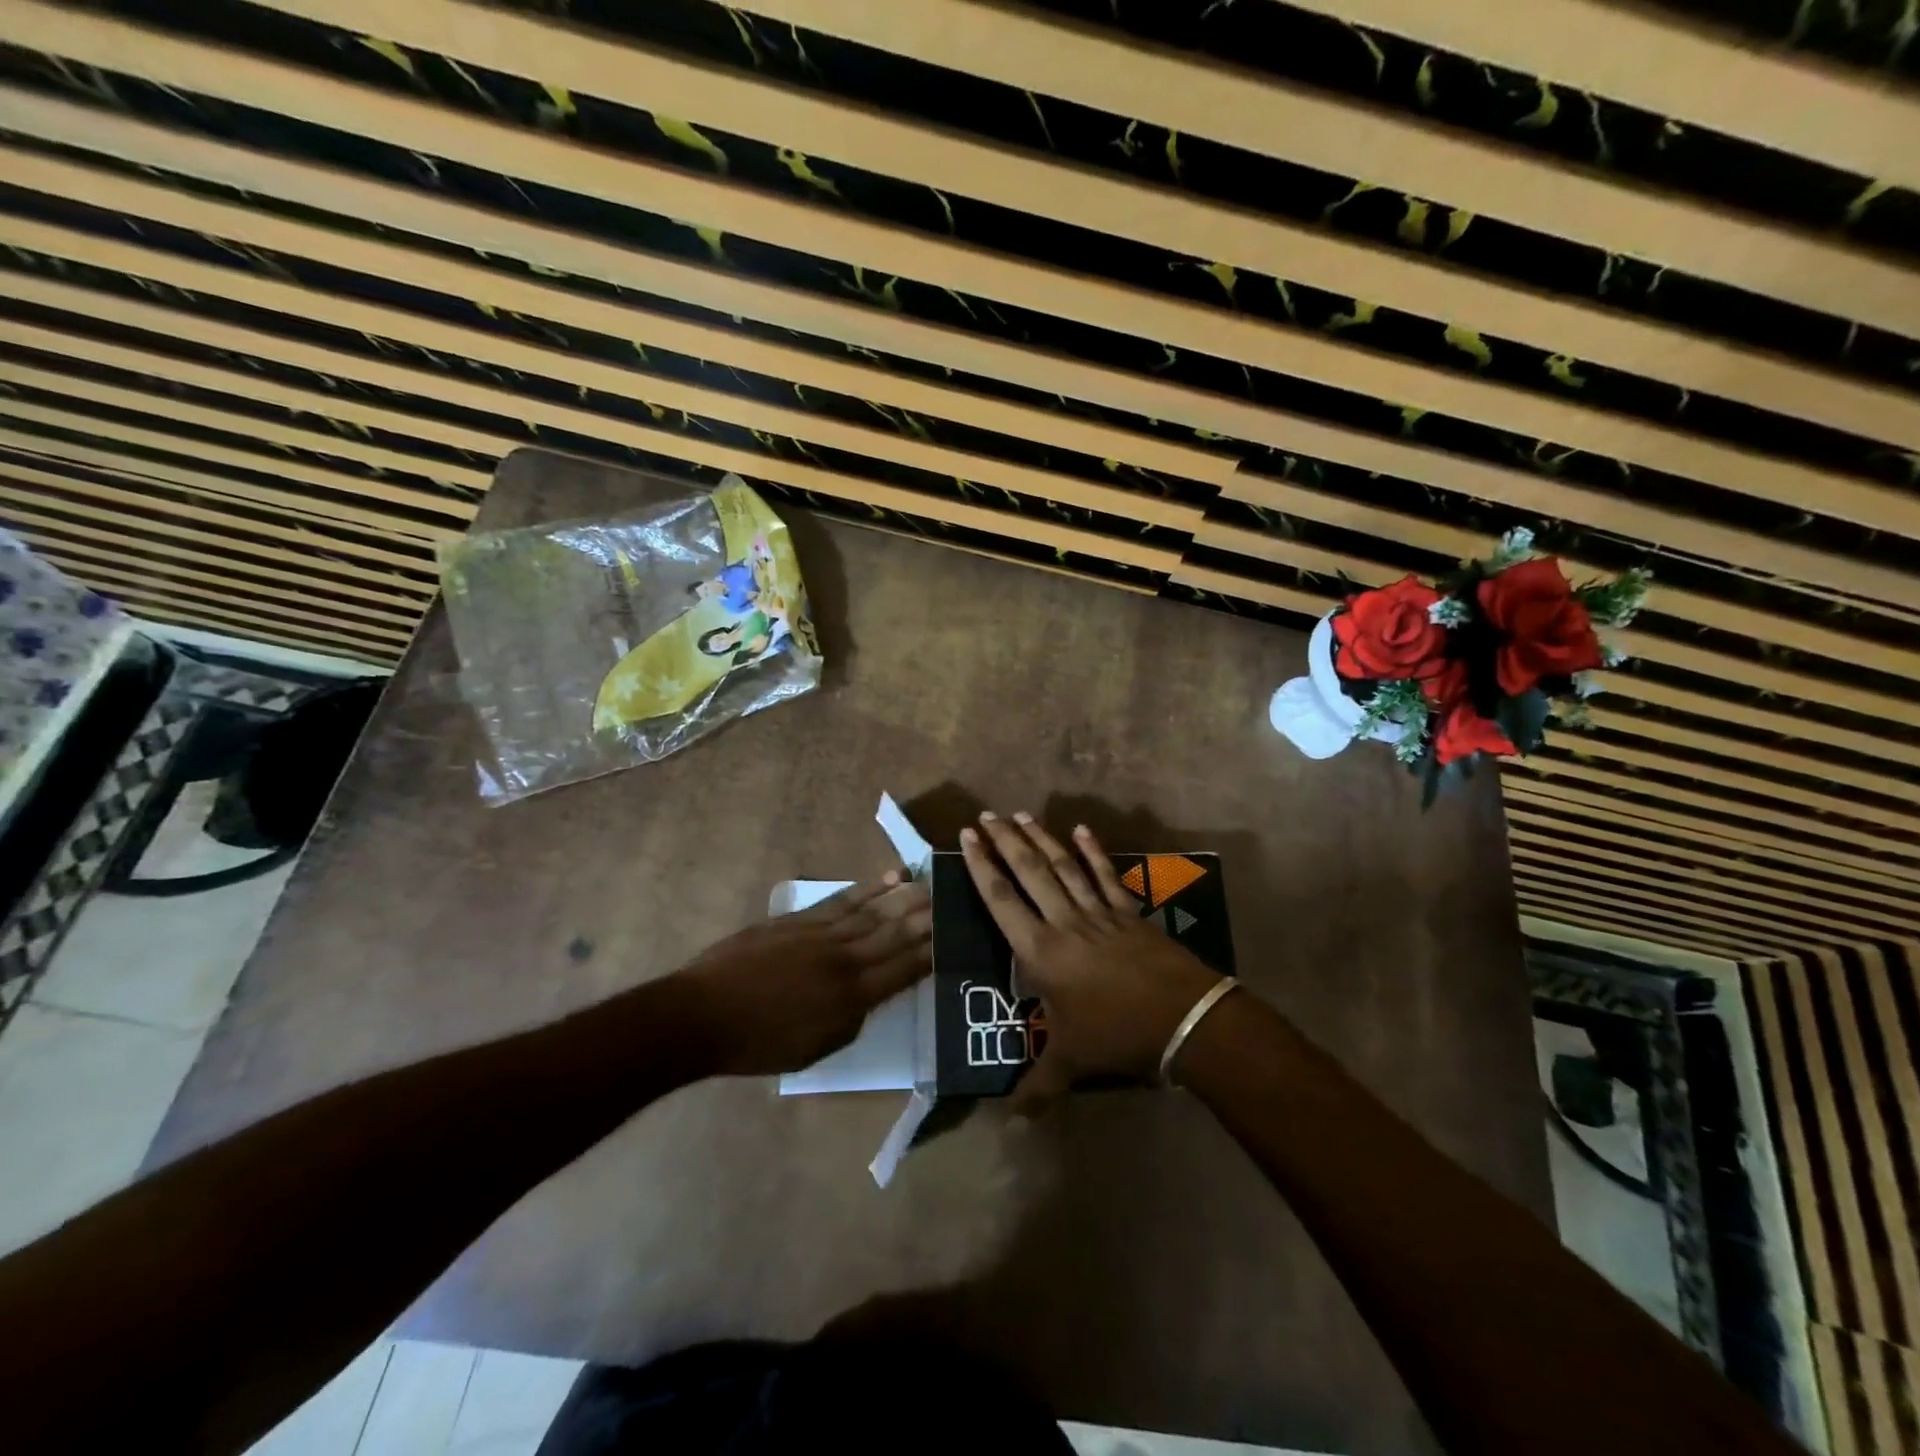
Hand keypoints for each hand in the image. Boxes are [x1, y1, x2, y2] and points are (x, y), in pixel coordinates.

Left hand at [670, 874, 931, 1075]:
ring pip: (873, 912)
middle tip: (954, 897)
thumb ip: (852, 1019)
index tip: (955, 934)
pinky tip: (888, 877)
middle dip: (927, 917)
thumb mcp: (815, 1048)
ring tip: (931, 882)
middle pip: (894, 934)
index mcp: (851, 998)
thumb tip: (874, 993)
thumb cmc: (759, 1044)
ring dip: (905, 896)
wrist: (702, 1015)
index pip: (903, 970)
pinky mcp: (800, 919)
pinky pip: (842, 900)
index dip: (931, 953)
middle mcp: (844, 960)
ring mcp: (821, 934)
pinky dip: (868, 888)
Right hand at [960, 812, 1222, 1109]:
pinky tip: (1080, 829)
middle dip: (1005, 841)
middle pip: (1029, 872)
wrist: (1183, 1019)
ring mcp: (1098, 913)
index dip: (982, 867)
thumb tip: (1008, 1124)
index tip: (967, 838)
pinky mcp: (1127, 912)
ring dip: (1040, 838)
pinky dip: (1093, 851)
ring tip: (1020, 814)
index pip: (1002, 900)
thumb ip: (1037, 1088)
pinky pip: (1105, 875)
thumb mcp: (1071, 1062)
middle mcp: (1064, 922)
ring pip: (1063, 866)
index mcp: (1041, 952)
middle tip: (985, 814)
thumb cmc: (1118, 1035)